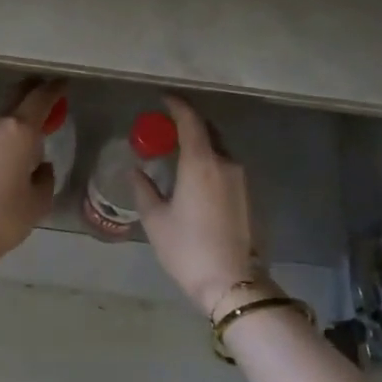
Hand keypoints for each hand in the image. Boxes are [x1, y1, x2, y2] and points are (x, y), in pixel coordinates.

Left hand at [0, 79, 61, 272]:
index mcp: (18, 131)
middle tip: (41, 99)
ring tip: (16, 148)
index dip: (54, 89)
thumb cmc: (3, 218)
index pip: (40, 98)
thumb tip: (38, 166)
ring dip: (6, 129)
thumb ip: (44, 176)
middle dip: (29, 95)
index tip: (62, 84)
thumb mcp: (38, 201)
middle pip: (13, 98)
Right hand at [132, 95, 261, 316]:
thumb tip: (136, 171)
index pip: (190, 121)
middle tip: (165, 126)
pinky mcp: (246, 195)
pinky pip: (224, 165)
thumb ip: (144, 189)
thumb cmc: (187, 248)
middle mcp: (224, 163)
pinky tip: (192, 173)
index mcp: (201, 163)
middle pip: (207, 131)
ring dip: (199, 143)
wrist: (231, 282)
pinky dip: (208, 160)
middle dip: (187, 123)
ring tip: (176, 150)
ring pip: (217, 149)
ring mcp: (239, 179)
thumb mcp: (155, 219)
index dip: (176, 105)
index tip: (162, 98)